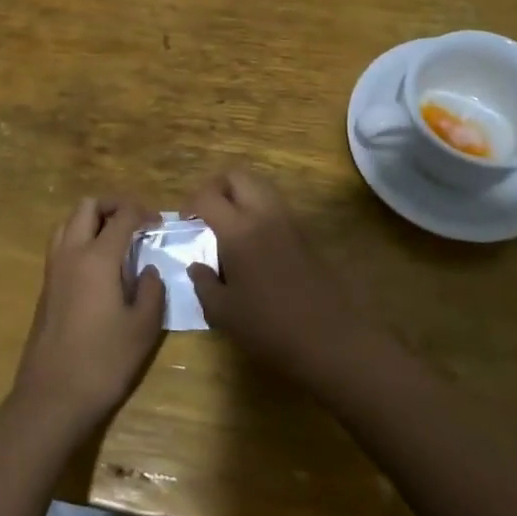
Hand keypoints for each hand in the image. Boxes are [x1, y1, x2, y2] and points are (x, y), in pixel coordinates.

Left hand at [11, 199, 165, 434]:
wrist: (52, 397)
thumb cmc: (103, 362)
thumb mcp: (143, 328)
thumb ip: (151, 290)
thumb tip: (148, 270)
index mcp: (97, 258)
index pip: (121, 216)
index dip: (142, 212)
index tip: (158, 223)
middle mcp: (71, 253)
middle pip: (87, 206)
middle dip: (113, 205)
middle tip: (134, 221)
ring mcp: (53, 269)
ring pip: (68, 221)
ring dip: (91, 219)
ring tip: (114, 237)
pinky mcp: (45, 286)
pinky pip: (60, 244)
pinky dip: (79, 238)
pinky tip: (97, 264)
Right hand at [186, 169, 367, 383]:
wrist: (331, 340)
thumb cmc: (270, 328)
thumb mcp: (224, 313)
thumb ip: (204, 284)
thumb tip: (196, 266)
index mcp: (239, 230)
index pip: (207, 196)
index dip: (190, 204)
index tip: (185, 223)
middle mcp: (264, 214)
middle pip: (237, 176)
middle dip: (216, 187)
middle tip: (206, 213)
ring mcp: (289, 221)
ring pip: (260, 186)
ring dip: (240, 195)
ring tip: (229, 226)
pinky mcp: (306, 234)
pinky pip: (276, 206)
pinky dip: (259, 210)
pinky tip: (254, 243)